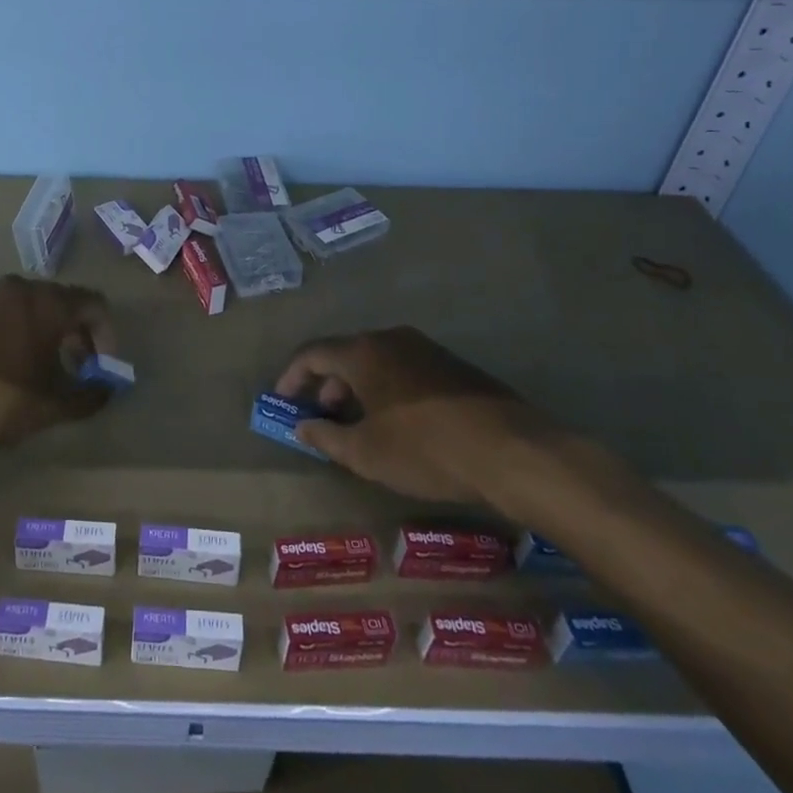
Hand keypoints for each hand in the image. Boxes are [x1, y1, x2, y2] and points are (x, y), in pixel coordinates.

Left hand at [0, 275, 115, 460]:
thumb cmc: (2, 401)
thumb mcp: (54, 404)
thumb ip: (90, 394)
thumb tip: (108, 390)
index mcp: (46, 301)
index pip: (93, 304)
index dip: (106, 336)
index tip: (102, 368)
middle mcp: (18, 289)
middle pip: (61, 302)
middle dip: (76, 334)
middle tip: (78, 369)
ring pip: (29, 308)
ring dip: (45, 334)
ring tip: (44, 371)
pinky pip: (2, 317)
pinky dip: (16, 335)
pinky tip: (10, 369)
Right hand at [275, 327, 554, 503]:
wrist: (511, 451)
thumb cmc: (425, 449)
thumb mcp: (366, 453)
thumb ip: (327, 437)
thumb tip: (302, 426)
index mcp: (363, 352)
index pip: (312, 352)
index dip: (291, 376)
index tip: (281, 400)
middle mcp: (391, 339)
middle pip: (345, 353)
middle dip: (326, 384)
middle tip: (322, 417)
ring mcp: (425, 349)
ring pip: (376, 361)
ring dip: (358, 388)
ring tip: (359, 425)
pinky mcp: (453, 367)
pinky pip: (404, 370)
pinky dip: (387, 389)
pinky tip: (398, 423)